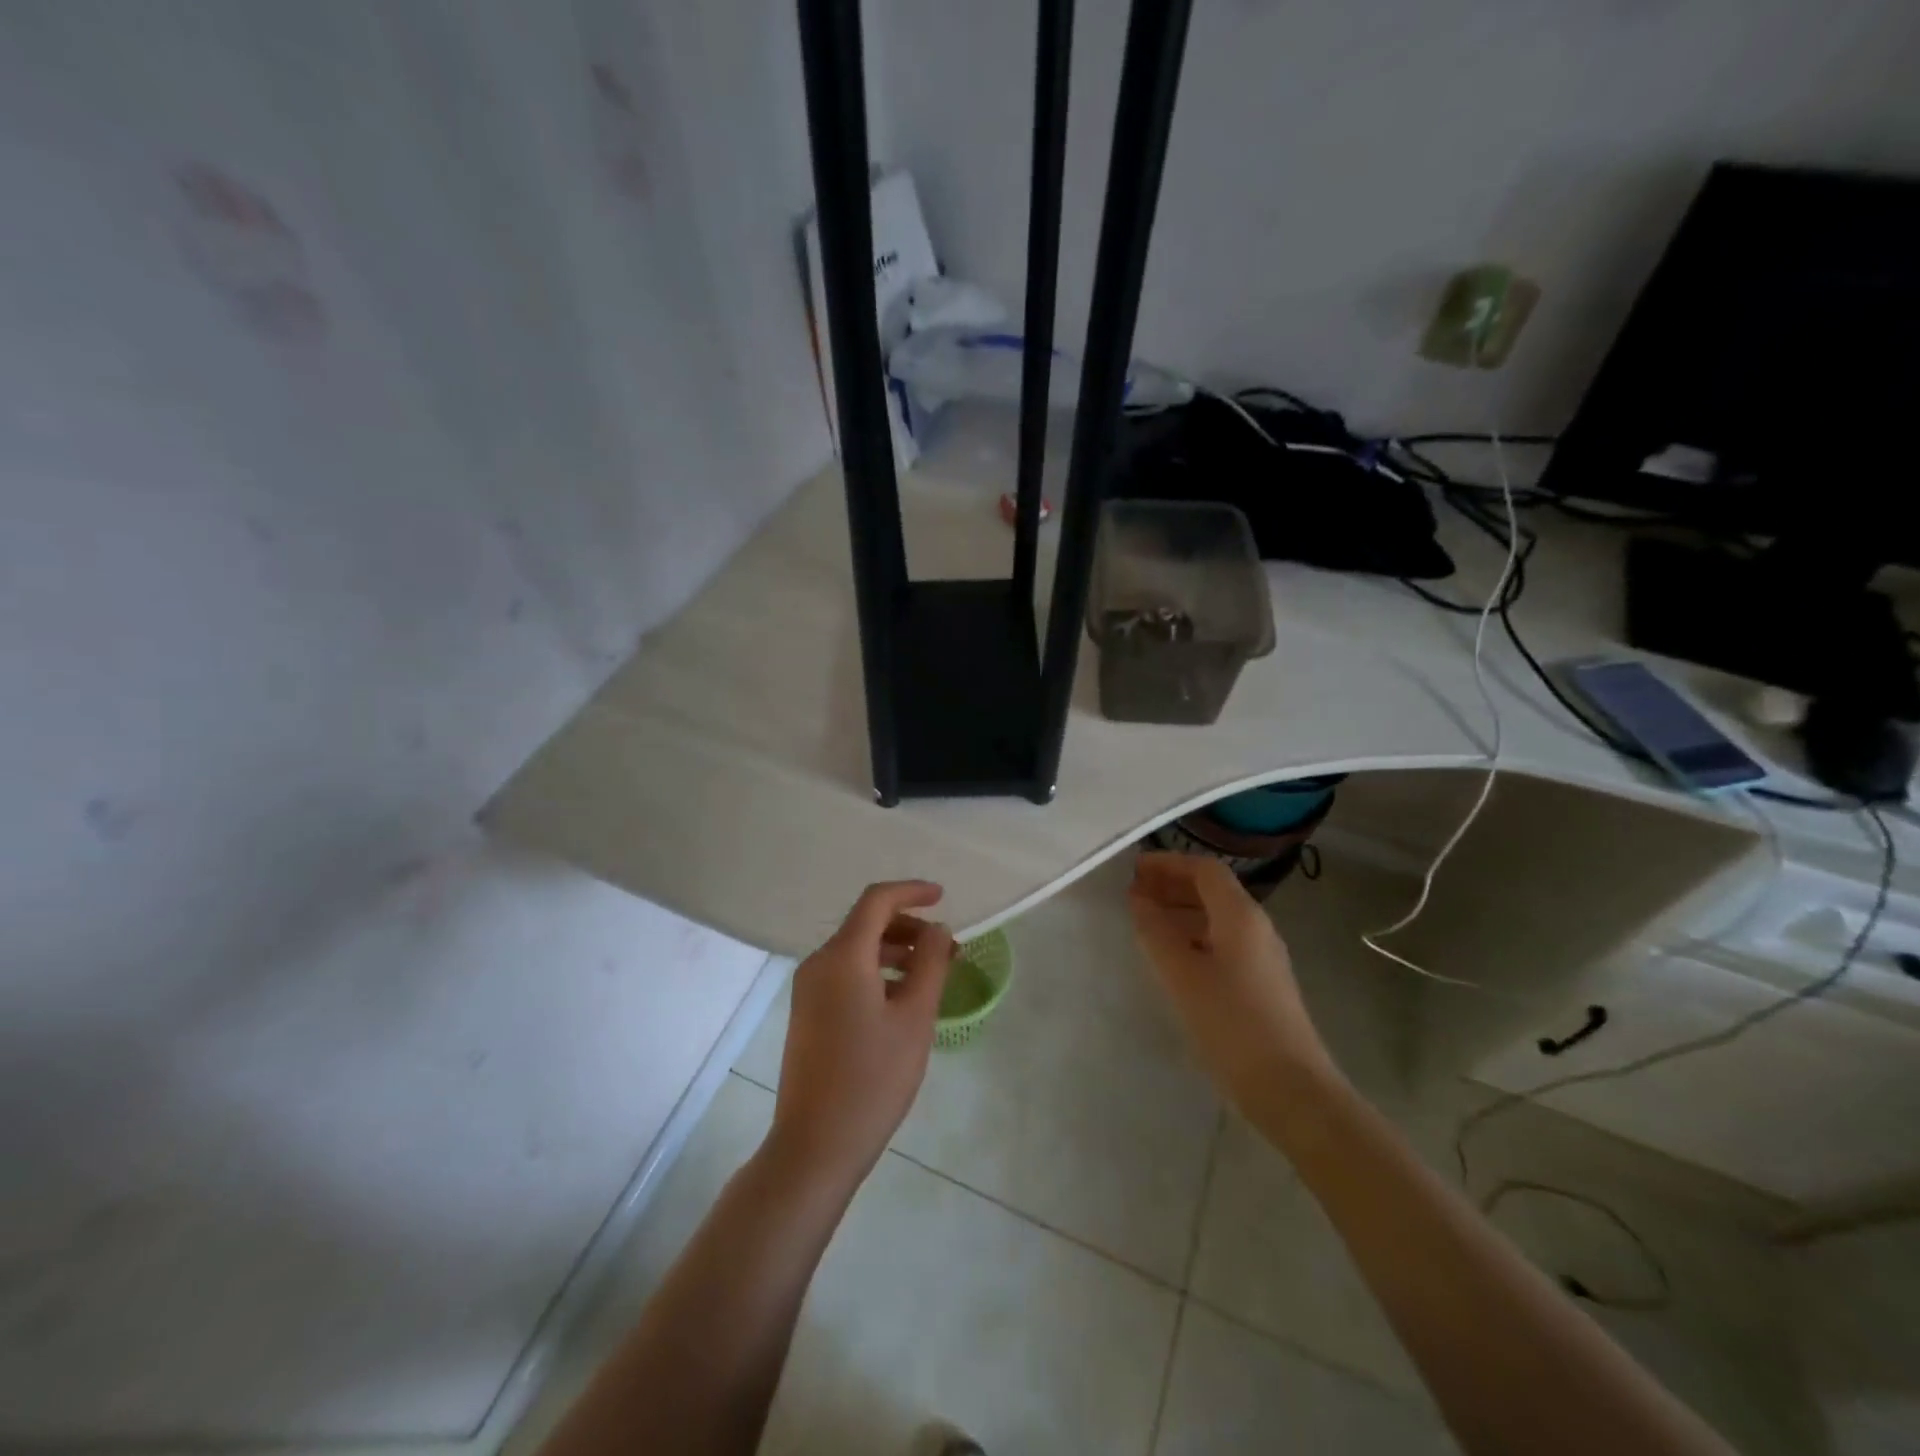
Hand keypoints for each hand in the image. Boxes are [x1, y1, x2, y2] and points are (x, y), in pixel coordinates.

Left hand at [766, 881, 954, 1197]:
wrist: (815, 1144)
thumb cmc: (873, 1078)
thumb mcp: (915, 1018)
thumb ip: (930, 964)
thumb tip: (938, 930)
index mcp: (842, 956)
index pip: (877, 901)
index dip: (912, 891)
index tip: (944, 897)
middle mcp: (819, 963)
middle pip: (866, 924)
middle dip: (909, 927)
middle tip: (948, 950)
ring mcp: (808, 989)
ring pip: (856, 951)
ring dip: (895, 952)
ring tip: (932, 975)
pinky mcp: (807, 1013)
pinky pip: (845, 974)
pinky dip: (876, 972)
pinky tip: (902, 1000)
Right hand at [1128, 852, 1337, 1119]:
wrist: (1290, 1088)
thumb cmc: (1231, 1023)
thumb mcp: (1181, 974)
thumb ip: (1155, 930)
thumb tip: (1138, 898)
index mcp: (1240, 915)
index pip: (1204, 869)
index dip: (1168, 863)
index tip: (1134, 870)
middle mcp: (1256, 927)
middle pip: (1213, 890)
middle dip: (1172, 885)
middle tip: (1134, 894)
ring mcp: (1262, 957)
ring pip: (1217, 918)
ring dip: (1181, 911)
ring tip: (1146, 923)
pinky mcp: (1262, 984)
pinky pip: (1222, 942)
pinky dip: (1193, 937)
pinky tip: (1173, 958)